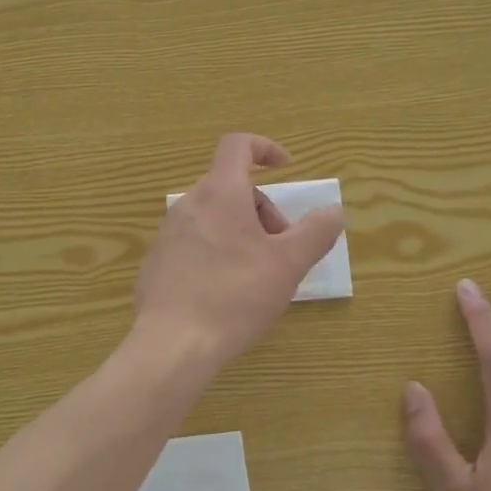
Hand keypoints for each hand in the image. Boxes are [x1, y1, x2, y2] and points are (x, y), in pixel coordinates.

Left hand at [133, 134, 345, 370]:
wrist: (172, 344)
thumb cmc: (235, 296)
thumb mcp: (288, 265)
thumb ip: (316, 232)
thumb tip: (333, 210)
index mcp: (220, 193)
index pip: (237, 145)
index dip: (265, 148)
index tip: (287, 169)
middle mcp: (189, 204)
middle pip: (231, 187)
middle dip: (263, 210)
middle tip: (281, 250)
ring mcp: (168, 233)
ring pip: (213, 217)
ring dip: (242, 233)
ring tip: (257, 275)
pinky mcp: (157, 262)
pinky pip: (194, 242)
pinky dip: (217, 252)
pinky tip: (226, 293)